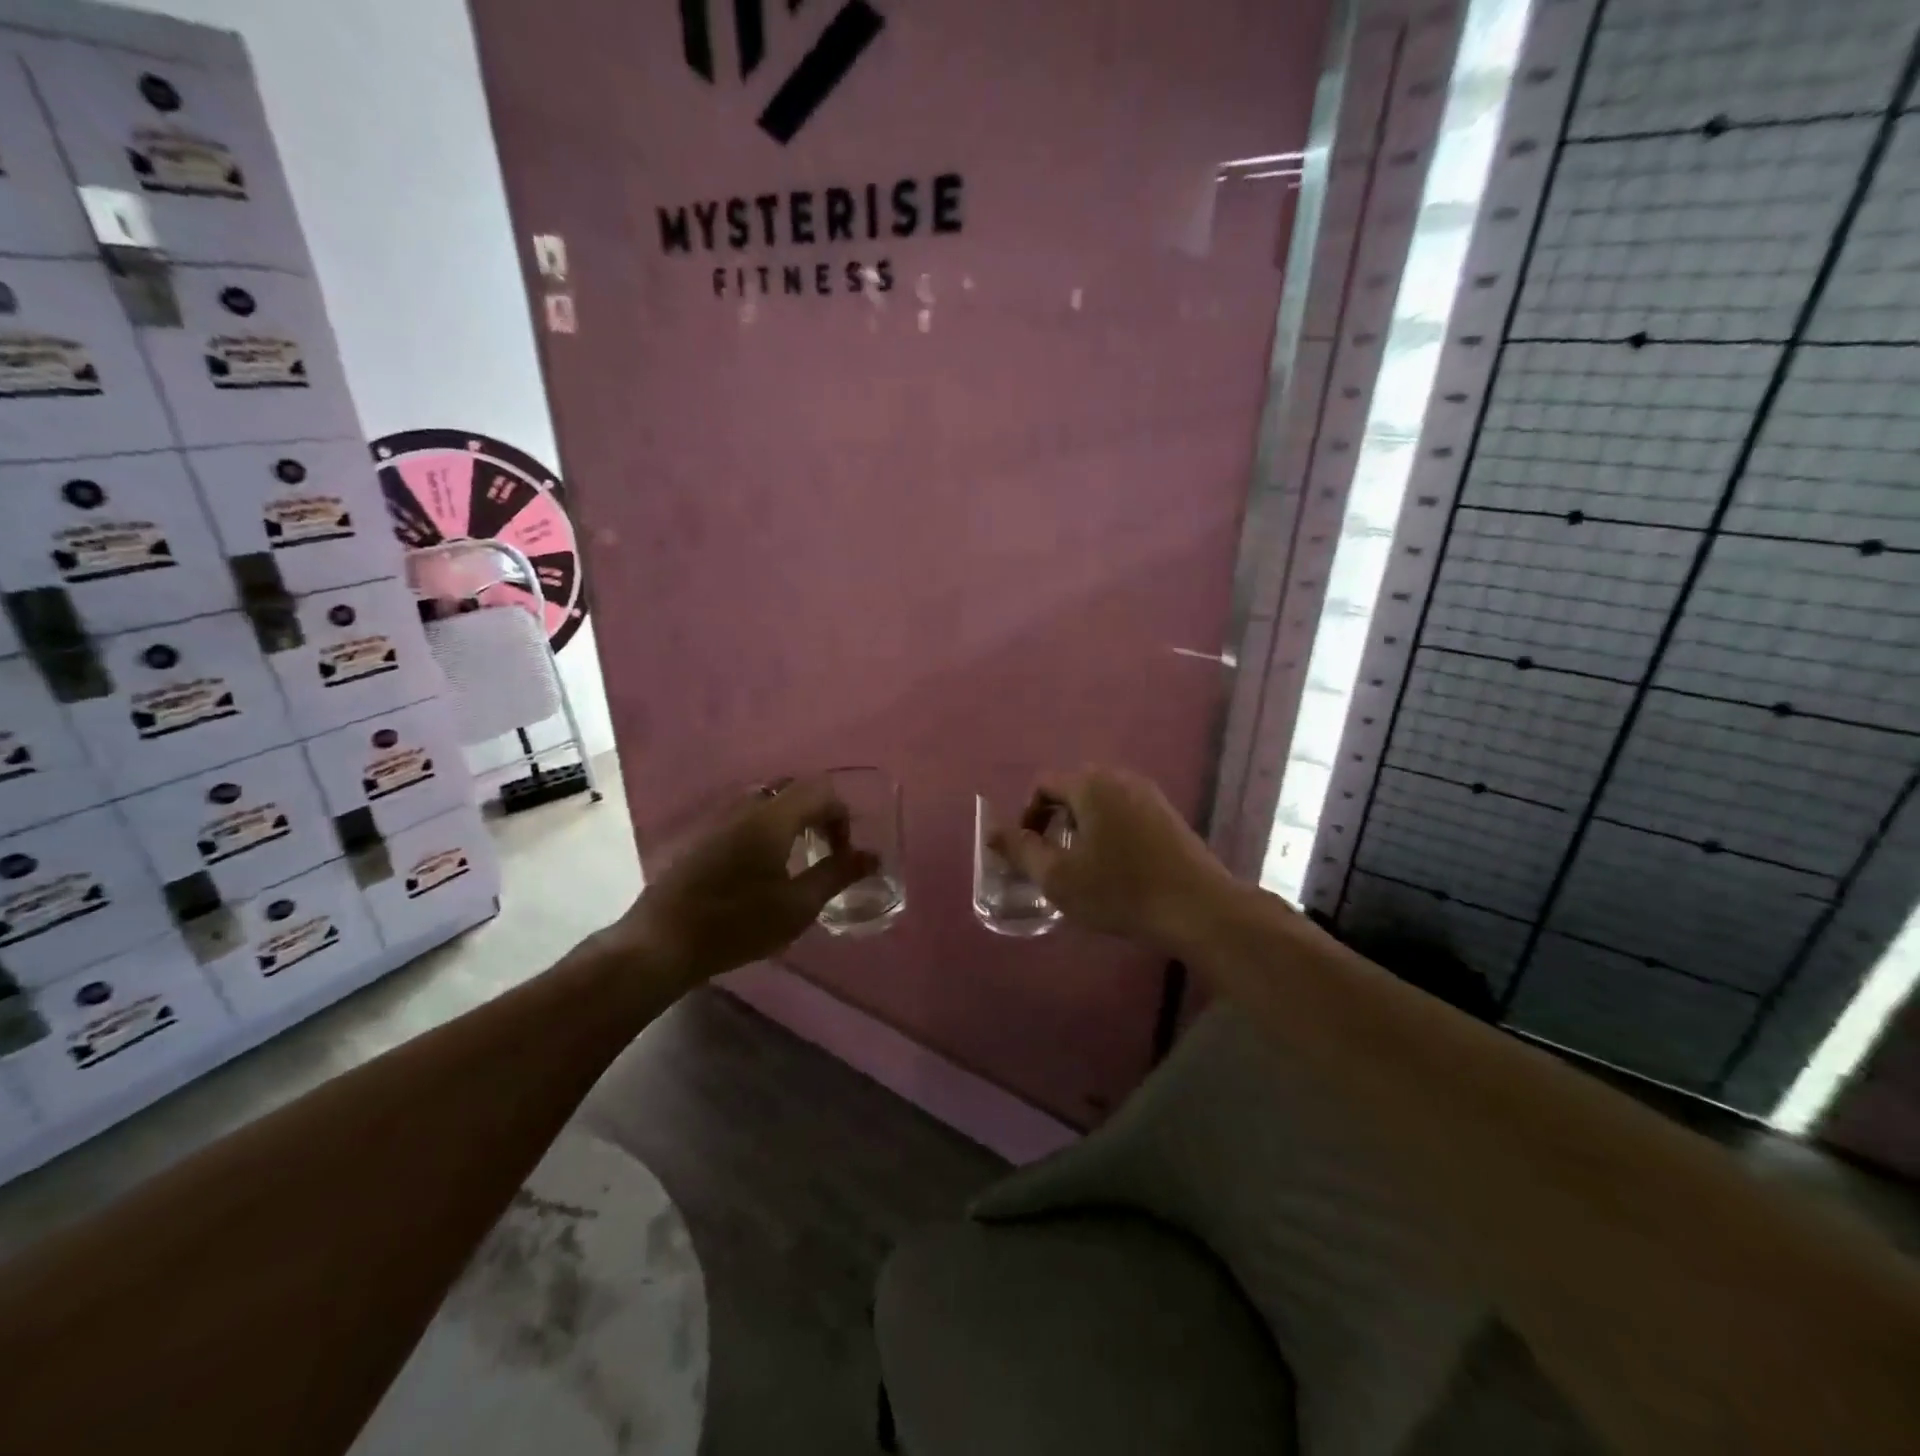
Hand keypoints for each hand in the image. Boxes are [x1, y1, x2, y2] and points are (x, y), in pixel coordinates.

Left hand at [616, 778, 877, 987]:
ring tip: (796, 861)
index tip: (842, 855)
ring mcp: (720, 819)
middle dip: (818, 815)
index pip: (821, 792)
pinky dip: (768, 830)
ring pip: (768, 802)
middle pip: (794, 790)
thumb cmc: (736, 924)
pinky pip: (747, 817)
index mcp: (773, 817)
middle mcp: (746, 807)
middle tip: (823, 851)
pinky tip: (762, 869)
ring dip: (792, 822)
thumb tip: (872, 856)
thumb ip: (837, 875)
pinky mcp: (703, 837)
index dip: (841, 818)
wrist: (662, 942)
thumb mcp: (797, 906)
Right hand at [991, 765, 1239, 951]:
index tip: (1028, 852)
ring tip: (1081, 866)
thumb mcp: (1058, 876)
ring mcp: (1149, 795)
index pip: (1044, 785)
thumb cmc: (1120, 890)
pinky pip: (1124, 813)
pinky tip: (1115, 868)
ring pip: (1100, 802)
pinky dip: (1108, 831)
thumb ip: (1020, 850)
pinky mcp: (1168, 815)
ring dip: (1082, 827)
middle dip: (1054, 821)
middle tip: (1051, 859)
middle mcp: (1120, 778)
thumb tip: (990, 831)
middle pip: (1072, 789)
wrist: (1198, 908)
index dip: (1027, 816)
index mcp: (1090, 785)